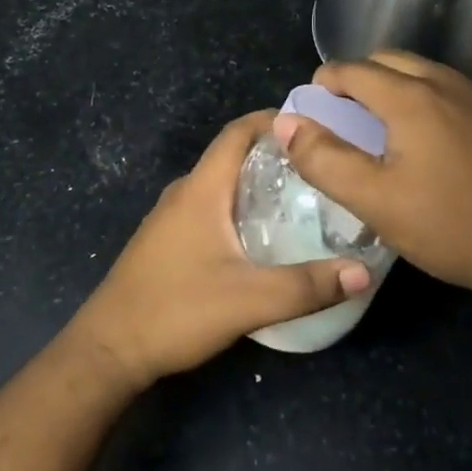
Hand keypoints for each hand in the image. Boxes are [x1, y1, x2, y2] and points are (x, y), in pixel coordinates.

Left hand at [66, 111, 372, 390]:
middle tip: (320, 168)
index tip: (312, 125)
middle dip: (274, 155)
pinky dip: (239, 208)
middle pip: (232, 157)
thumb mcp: (249, 300)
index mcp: (200, 190)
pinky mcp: (167, 242)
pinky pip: (210, 209)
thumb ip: (306, 286)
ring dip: (256, 184)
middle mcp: (184, 193)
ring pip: (220, 186)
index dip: (271, 120)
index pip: (237, 133)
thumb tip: (363, 272)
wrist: (108, 350)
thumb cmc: (176, 310)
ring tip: (302, 199)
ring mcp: (170, 218)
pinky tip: (263, 237)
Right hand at [273, 51, 471, 306]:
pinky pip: (446, 87)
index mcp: (411, 97)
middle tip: (341, 114)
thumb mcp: (373, 200)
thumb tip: (286, 123)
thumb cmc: (445, 225)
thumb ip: (323, 158)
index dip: (324, 83)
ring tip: (377, 124)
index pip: (353, 69)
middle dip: (357, 77)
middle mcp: (445, 83)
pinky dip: (420, 95)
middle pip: (387, 60)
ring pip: (420, 70)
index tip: (312, 108)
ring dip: (390, 84)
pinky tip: (421, 135)